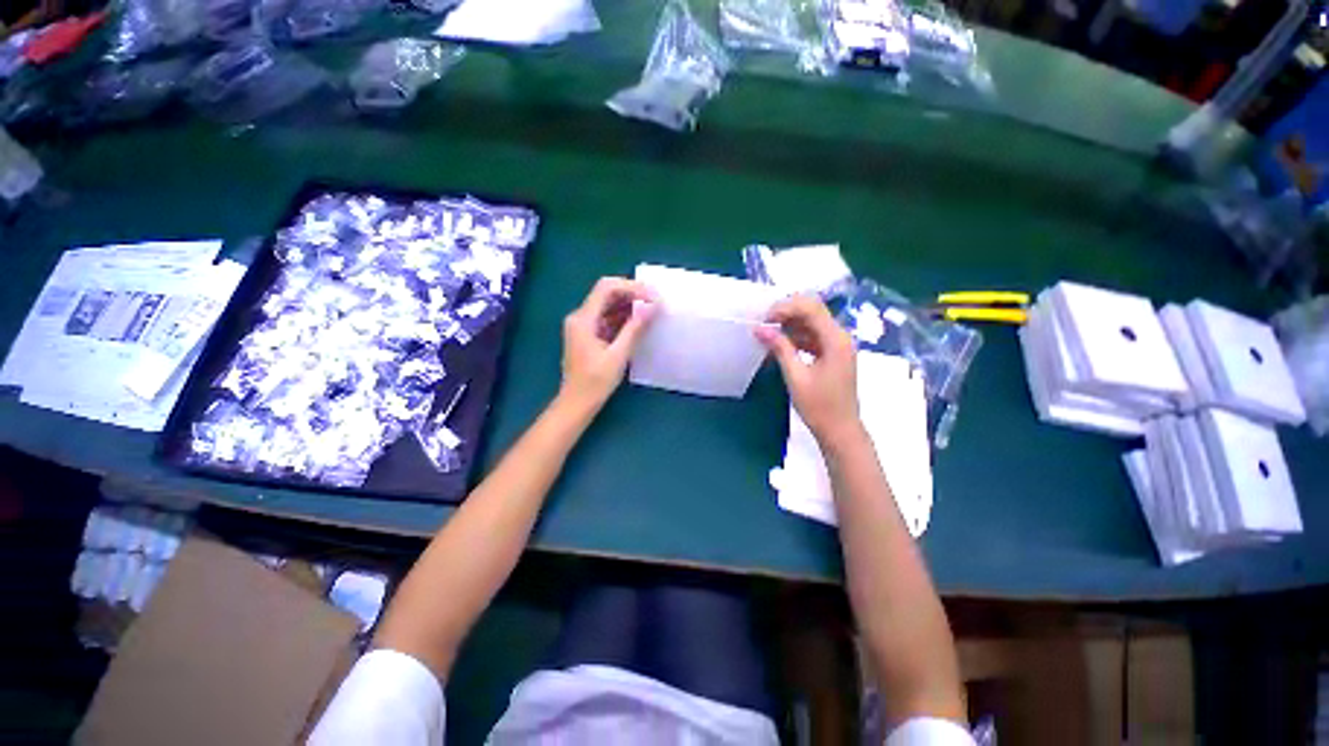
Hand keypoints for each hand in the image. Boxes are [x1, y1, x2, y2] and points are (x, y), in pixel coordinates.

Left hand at [559, 277, 658, 412]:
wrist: (577, 403)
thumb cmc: (595, 382)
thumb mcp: (618, 355)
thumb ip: (634, 328)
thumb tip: (651, 306)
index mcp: (583, 319)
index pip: (606, 288)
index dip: (631, 287)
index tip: (652, 295)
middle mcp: (580, 317)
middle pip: (606, 294)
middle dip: (631, 294)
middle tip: (655, 301)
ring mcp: (583, 326)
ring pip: (607, 305)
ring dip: (629, 305)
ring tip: (651, 310)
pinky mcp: (588, 334)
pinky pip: (606, 318)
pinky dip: (623, 317)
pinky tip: (639, 322)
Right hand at [755, 295, 860, 443]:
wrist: (840, 431)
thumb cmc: (819, 406)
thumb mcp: (796, 376)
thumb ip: (780, 348)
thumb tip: (760, 328)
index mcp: (835, 339)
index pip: (810, 308)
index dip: (785, 308)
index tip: (764, 321)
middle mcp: (840, 336)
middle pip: (812, 310)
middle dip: (786, 313)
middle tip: (764, 325)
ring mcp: (838, 345)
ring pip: (812, 322)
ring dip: (789, 325)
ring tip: (768, 335)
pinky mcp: (833, 354)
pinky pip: (813, 336)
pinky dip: (796, 337)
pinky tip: (780, 345)